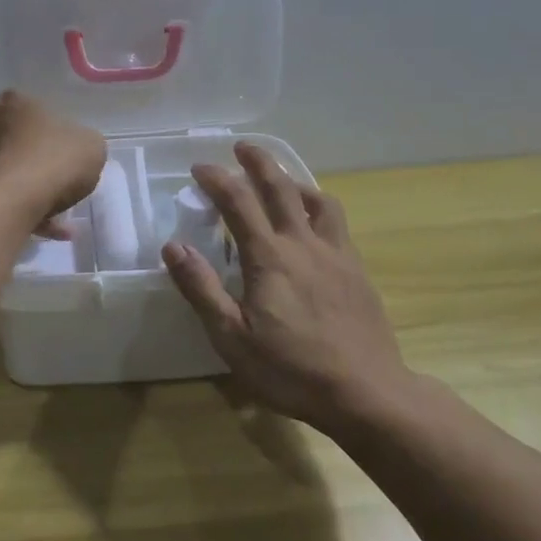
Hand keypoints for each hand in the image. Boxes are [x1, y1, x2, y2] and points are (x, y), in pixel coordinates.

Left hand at [0, 91, 106, 238]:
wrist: (11, 199)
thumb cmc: (53, 160)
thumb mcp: (91, 146)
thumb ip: (84, 145)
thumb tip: (77, 153)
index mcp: (12, 102)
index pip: (34, 112)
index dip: (55, 136)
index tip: (68, 157)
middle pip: (17, 143)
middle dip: (38, 164)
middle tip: (61, 186)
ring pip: (8, 174)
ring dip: (31, 193)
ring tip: (58, 219)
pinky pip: (1, 199)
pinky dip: (23, 212)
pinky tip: (47, 231)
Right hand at [162, 144, 413, 434]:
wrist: (367, 392)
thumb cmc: (291, 369)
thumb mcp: (231, 337)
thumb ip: (202, 288)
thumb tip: (173, 246)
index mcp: (269, 257)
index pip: (238, 202)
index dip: (216, 179)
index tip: (199, 168)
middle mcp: (303, 244)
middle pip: (280, 187)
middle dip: (258, 162)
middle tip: (242, 147)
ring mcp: (336, 255)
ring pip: (317, 200)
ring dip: (294, 181)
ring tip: (282, 181)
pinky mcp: (357, 270)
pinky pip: (337, 224)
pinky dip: (319, 208)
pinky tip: (315, 225)